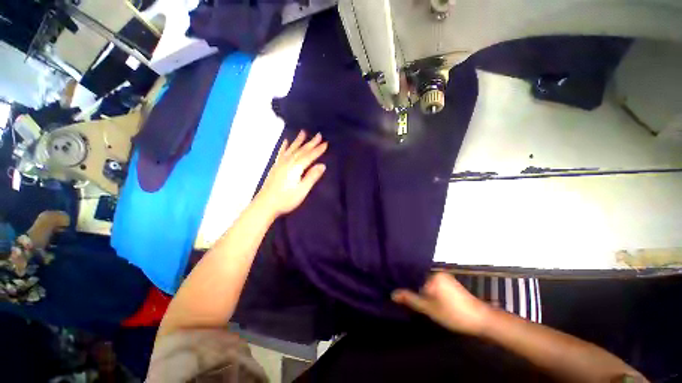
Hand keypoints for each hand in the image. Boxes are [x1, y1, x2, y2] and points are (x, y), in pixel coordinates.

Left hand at [256, 131, 327, 217]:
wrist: (265, 204)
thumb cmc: (286, 199)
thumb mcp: (302, 190)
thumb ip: (312, 177)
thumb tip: (322, 165)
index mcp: (296, 168)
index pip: (309, 156)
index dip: (318, 150)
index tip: (326, 143)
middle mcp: (288, 162)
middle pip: (301, 150)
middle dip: (311, 142)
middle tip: (319, 134)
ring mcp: (280, 163)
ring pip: (291, 149)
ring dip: (298, 141)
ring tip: (303, 132)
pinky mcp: (275, 167)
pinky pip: (281, 153)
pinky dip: (284, 146)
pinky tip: (285, 141)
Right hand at [392, 272, 491, 335]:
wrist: (482, 320)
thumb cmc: (453, 313)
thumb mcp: (429, 308)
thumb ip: (410, 299)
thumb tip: (392, 293)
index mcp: (432, 275)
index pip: (412, 276)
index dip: (404, 284)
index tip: (395, 290)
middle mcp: (438, 272)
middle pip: (419, 278)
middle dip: (412, 287)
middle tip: (403, 297)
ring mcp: (445, 278)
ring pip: (426, 282)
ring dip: (420, 290)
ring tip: (412, 298)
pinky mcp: (450, 284)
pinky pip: (433, 285)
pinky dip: (428, 291)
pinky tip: (426, 299)